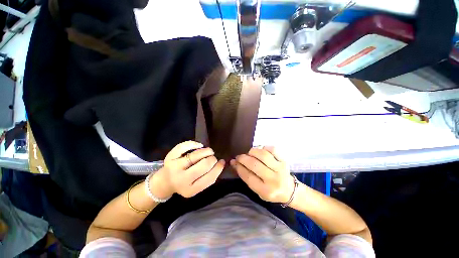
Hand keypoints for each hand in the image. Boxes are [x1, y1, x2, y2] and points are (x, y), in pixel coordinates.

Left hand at [152, 141, 224, 198]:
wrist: (165, 182)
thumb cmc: (185, 183)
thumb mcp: (197, 187)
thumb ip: (209, 178)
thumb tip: (221, 163)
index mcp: (191, 190)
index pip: (209, 178)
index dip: (218, 168)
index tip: (222, 162)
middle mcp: (181, 179)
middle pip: (203, 165)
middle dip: (212, 159)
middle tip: (213, 157)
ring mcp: (174, 167)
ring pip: (195, 155)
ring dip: (206, 151)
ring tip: (209, 151)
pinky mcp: (170, 157)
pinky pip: (183, 147)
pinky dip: (193, 144)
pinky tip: (199, 145)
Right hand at [230, 146, 294, 202]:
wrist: (290, 191)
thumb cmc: (270, 191)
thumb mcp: (257, 190)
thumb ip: (246, 176)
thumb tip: (234, 162)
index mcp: (265, 190)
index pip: (248, 176)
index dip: (239, 167)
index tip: (234, 162)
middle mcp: (273, 180)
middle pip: (254, 164)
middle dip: (243, 158)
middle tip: (239, 156)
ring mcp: (280, 169)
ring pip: (263, 155)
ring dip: (252, 152)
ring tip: (249, 153)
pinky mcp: (284, 161)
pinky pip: (273, 149)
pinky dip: (264, 148)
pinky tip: (261, 150)